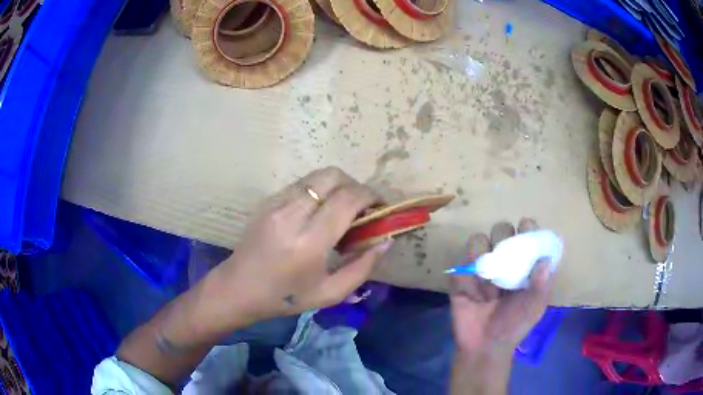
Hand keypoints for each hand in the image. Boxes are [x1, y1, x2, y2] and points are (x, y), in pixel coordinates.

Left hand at [203, 167, 393, 330]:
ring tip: (342, 209)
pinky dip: (319, 190)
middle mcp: (292, 214)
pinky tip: (318, 212)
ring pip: (317, 175)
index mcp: (309, 241)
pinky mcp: (268, 200)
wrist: (239, 288)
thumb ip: (363, 267)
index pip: (347, 199)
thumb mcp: (330, 293)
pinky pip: (302, 184)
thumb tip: (386, 240)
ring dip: (337, 186)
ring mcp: (276, 203)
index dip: (371, 197)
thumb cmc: (285, 297)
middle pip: (333, 176)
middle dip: (355, 186)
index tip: (380, 208)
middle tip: (362, 208)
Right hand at [449, 218, 553, 354]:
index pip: (526, 232)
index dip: (527, 227)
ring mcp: (480, 267)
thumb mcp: (535, 308)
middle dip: (502, 241)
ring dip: (483, 263)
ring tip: (489, 291)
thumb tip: (545, 260)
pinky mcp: (460, 277)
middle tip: (505, 264)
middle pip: (500, 228)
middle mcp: (503, 258)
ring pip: (477, 241)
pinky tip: (473, 298)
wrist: (484, 346)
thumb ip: (542, 285)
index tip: (525, 229)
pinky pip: (460, 267)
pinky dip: (467, 281)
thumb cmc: (515, 325)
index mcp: (524, 261)